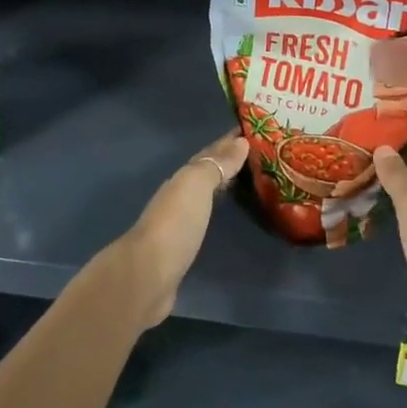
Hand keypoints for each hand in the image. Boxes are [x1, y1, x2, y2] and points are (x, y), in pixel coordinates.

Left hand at [117, 131, 246, 327]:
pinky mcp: (183, 249)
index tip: (252, 132)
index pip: (209, 154)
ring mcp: (179, 223)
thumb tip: (241, 142)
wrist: (149, 275)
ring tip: (250, 181)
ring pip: (205, 196)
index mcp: (182, 180)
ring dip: (223, 185)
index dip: (229, 143)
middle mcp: (179, 197)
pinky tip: (227, 214)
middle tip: (258, 155)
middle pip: (206, 173)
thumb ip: (217, 164)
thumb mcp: (196, 185)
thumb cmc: (176, 223)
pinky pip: (205, 219)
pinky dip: (218, 210)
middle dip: (228, 162)